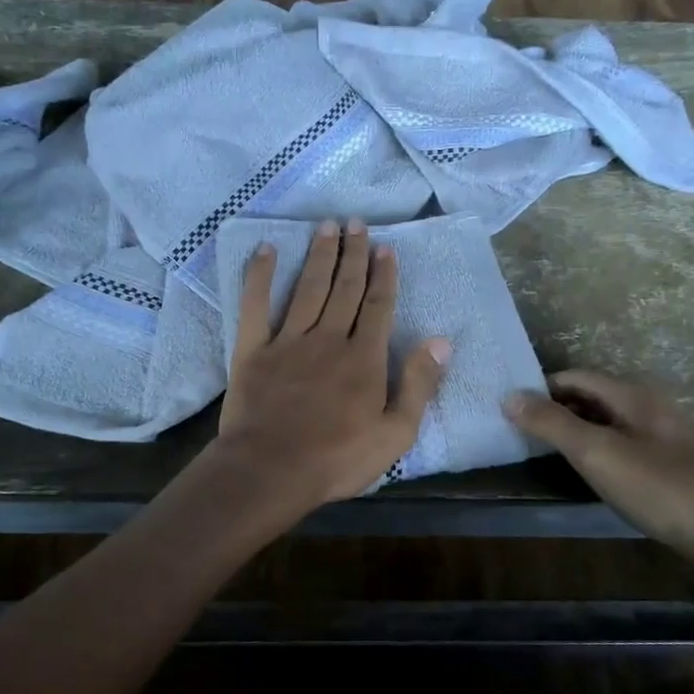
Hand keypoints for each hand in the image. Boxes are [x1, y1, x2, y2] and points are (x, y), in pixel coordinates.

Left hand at [216, 220, 448, 509]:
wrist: (270, 471)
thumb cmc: (337, 459)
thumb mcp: (395, 434)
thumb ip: (418, 385)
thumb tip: (440, 342)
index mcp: (364, 358)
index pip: (378, 307)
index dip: (384, 276)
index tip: (386, 248)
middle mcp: (329, 338)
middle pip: (345, 288)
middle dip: (353, 254)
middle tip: (356, 223)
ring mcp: (288, 341)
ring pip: (308, 288)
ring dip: (319, 255)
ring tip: (327, 226)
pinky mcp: (253, 350)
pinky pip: (256, 305)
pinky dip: (260, 276)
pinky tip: (266, 249)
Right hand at [506, 370, 693, 610]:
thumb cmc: (659, 489)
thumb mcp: (597, 453)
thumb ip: (552, 423)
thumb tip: (508, 395)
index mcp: (634, 395)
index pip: (575, 376)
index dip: (541, 388)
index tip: (510, 410)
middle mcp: (650, 408)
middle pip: (592, 398)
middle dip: (556, 410)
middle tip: (519, 433)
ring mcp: (665, 438)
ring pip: (608, 424)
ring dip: (576, 433)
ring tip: (544, 454)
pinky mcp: (672, 468)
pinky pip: (624, 447)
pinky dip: (598, 453)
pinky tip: (588, 475)